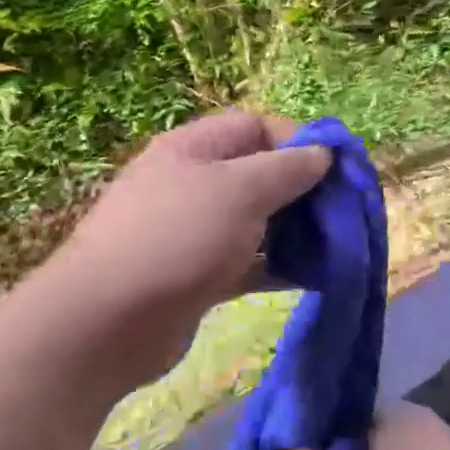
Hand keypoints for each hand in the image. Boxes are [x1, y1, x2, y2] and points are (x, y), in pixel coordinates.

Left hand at [51, 109, 330, 394]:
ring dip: (295, 231)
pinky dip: (277, 267)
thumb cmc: (178, 237)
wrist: (107, 322)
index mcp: (196, 148)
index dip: (300, 141)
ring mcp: (193, 231)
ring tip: (334, 249)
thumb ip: (287, 168)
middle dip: (303, 190)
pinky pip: (248, 262)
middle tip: (342, 215)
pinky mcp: (197, 275)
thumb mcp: (240, 190)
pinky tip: (311, 279)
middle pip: (259, 174)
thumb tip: (322, 154)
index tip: (338, 171)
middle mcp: (193, 183)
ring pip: (256, 221)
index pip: (257, 127)